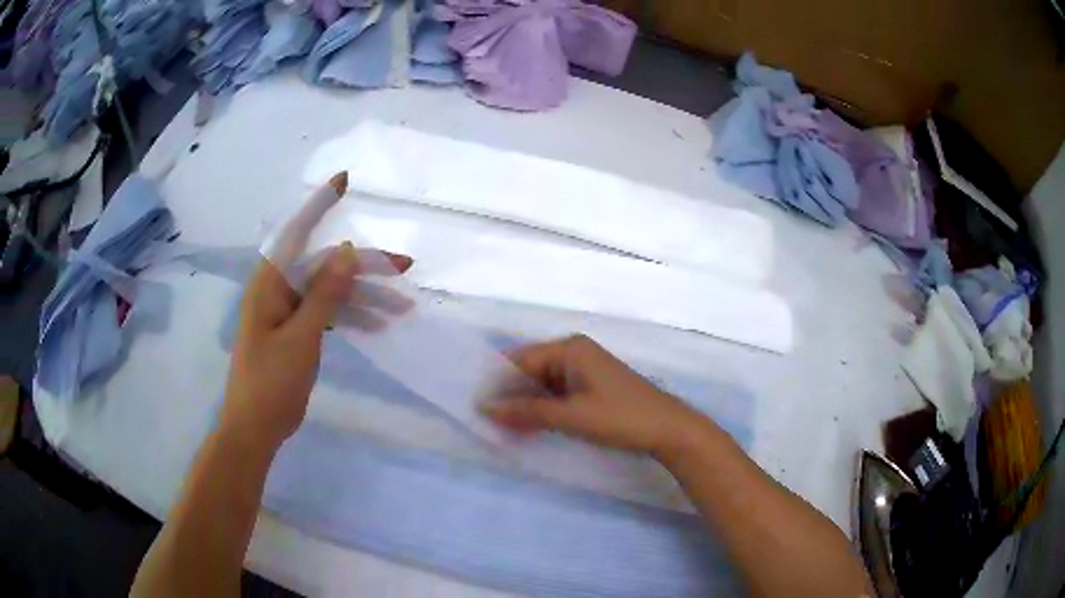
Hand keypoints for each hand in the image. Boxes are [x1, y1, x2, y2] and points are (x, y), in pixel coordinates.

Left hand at [221, 174, 412, 451]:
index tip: (345, 181)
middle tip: (404, 268)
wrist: (256, 428)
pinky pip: (326, 312)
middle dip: (364, 267)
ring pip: (330, 290)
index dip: (320, 205)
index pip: (296, 233)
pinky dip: (350, 316)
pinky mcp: (295, 330)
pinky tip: (376, 324)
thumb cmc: (270, 382)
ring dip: (364, 297)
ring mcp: (286, 310)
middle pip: (324, 265)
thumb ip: (324, 293)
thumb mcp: (300, 338)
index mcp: (270, 283)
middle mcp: (277, 289)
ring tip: (402, 309)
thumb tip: (348, 249)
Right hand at [481, 334, 711, 458]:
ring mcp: (584, 370)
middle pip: (530, 372)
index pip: (520, 360)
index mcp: (569, 348)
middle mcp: (574, 353)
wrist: (668, 429)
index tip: (477, 408)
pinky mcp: (592, 388)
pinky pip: (557, 395)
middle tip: (488, 424)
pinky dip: (543, 411)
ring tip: (504, 431)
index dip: (498, 384)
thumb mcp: (570, 416)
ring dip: (525, 407)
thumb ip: (527, 411)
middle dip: (510, 397)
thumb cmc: (620, 417)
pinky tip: (529, 429)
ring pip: (542, 386)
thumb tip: (485, 407)